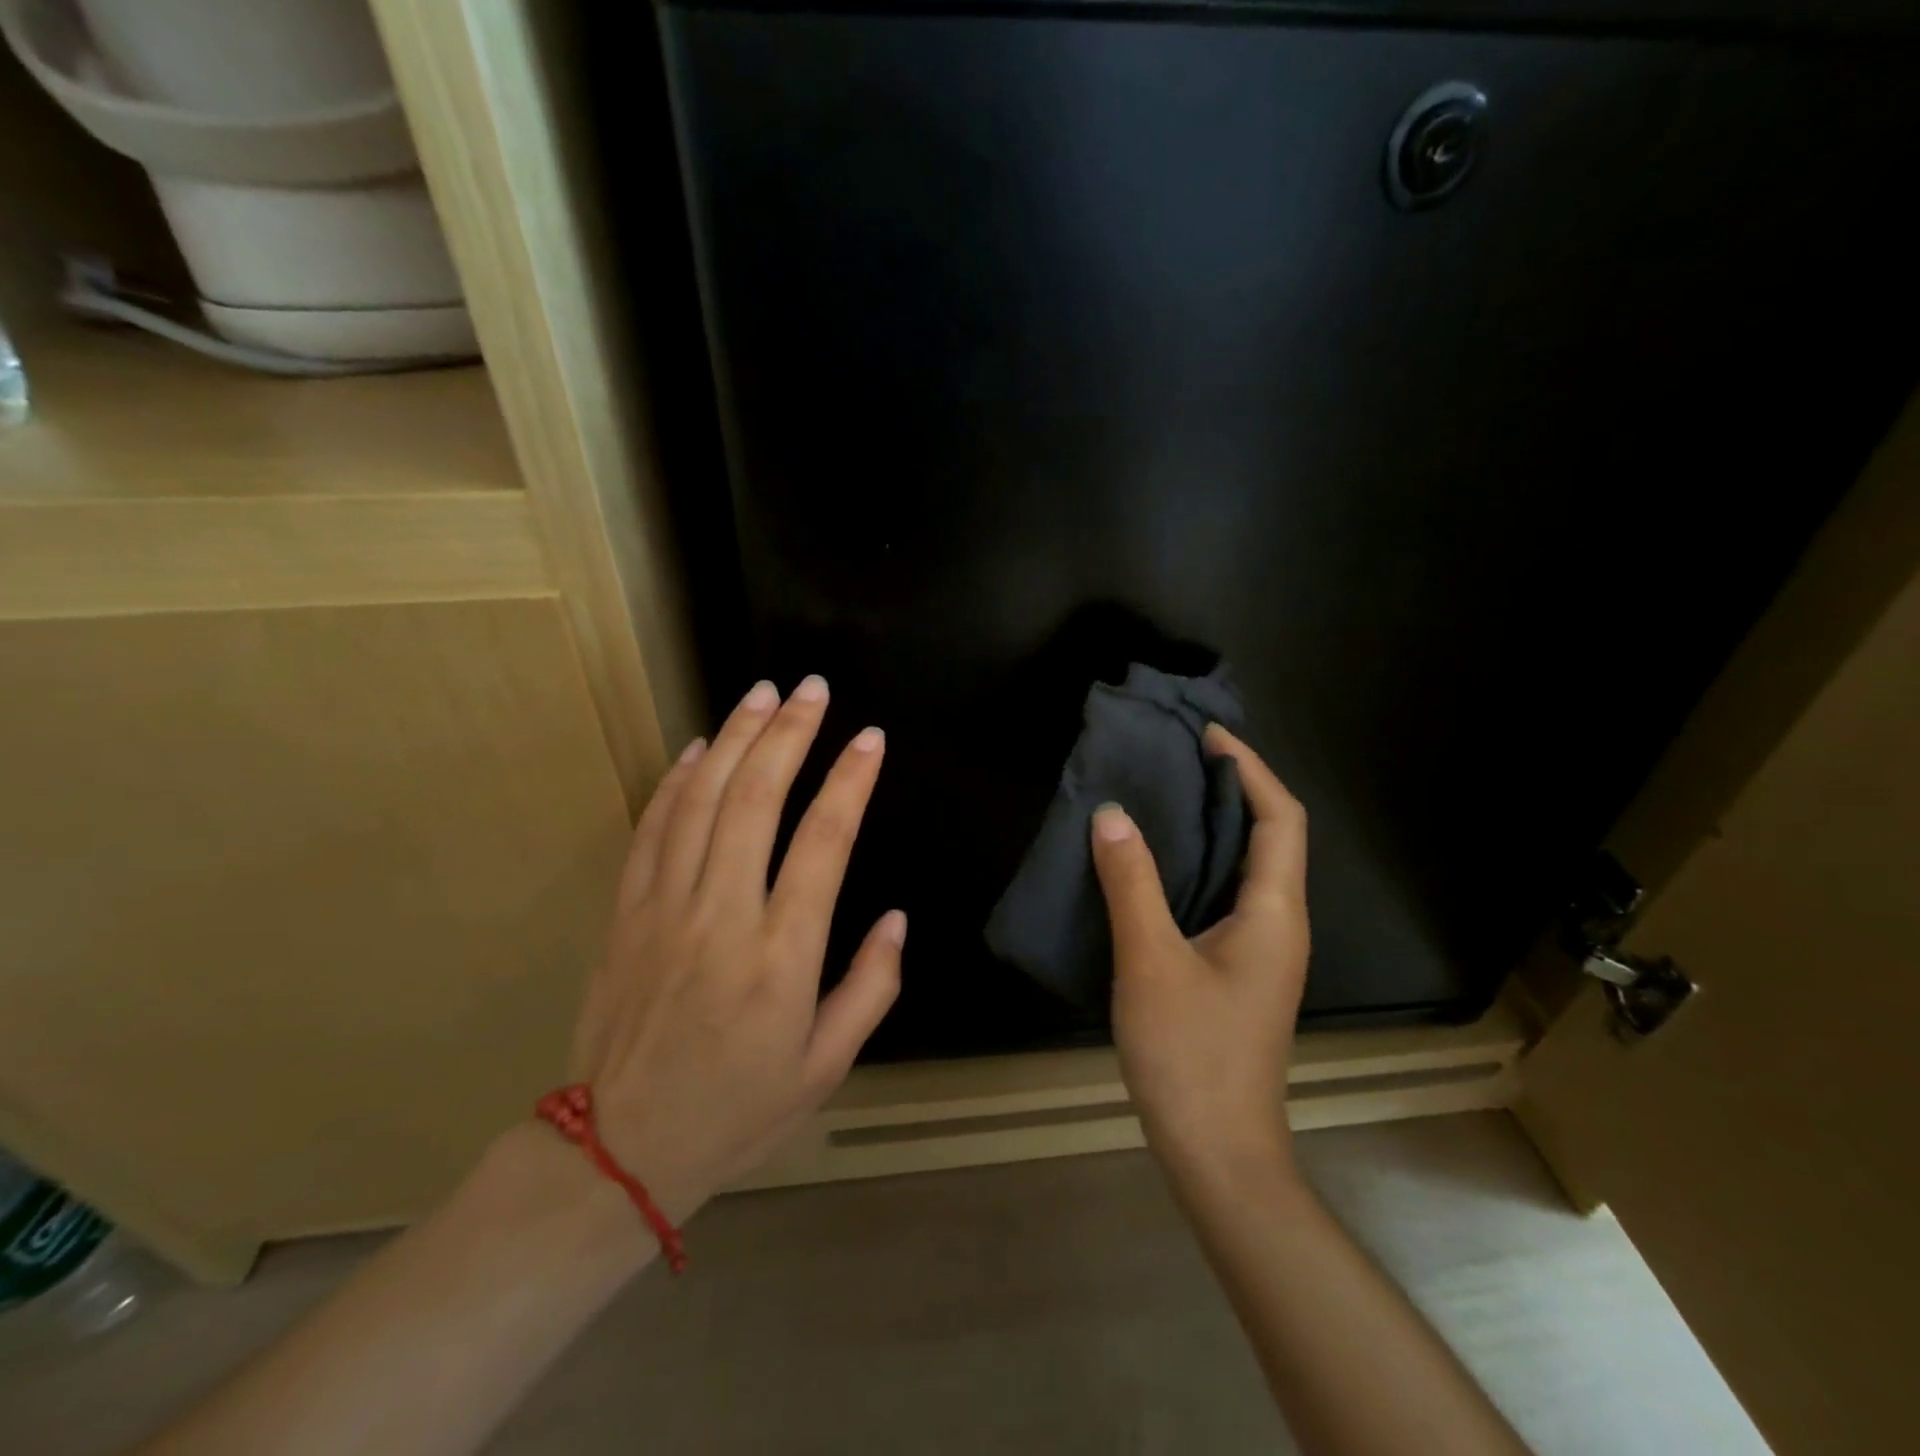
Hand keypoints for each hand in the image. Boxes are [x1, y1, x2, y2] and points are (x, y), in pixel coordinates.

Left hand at [564, 676, 903, 1223]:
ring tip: (763, 694)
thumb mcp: (826, 1067)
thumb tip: (896, 918)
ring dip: (736, 739)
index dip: (850, 781)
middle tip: (812, 689)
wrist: (618, 1151)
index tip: (871, 738)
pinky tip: (701, 747)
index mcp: (782, 956)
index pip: (824, 842)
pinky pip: (652, 829)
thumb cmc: (737, 1110)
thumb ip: (871, 987)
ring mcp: (665, 908)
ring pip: (702, 801)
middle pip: (757, 800)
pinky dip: (678, 780)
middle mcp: (723, 916)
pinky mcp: (626, 913)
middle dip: (790, 734)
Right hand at [1090, 725, 1310, 1188]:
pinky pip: (1221, 895)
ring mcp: (1259, 950)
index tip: (1206, 735)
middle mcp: (1277, 923)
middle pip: (1269, 835)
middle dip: (1231, 787)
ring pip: (1244, 867)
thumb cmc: (1191, 1055)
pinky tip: (1152, 864)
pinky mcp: (1235, 969)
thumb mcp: (1150, 962)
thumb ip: (1132, 883)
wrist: (1218, 1154)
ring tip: (1160, 794)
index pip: (1281, 818)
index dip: (1250, 768)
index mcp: (1273, 913)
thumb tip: (1110, 814)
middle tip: (1175, 757)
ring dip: (1213, 825)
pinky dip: (1196, 863)